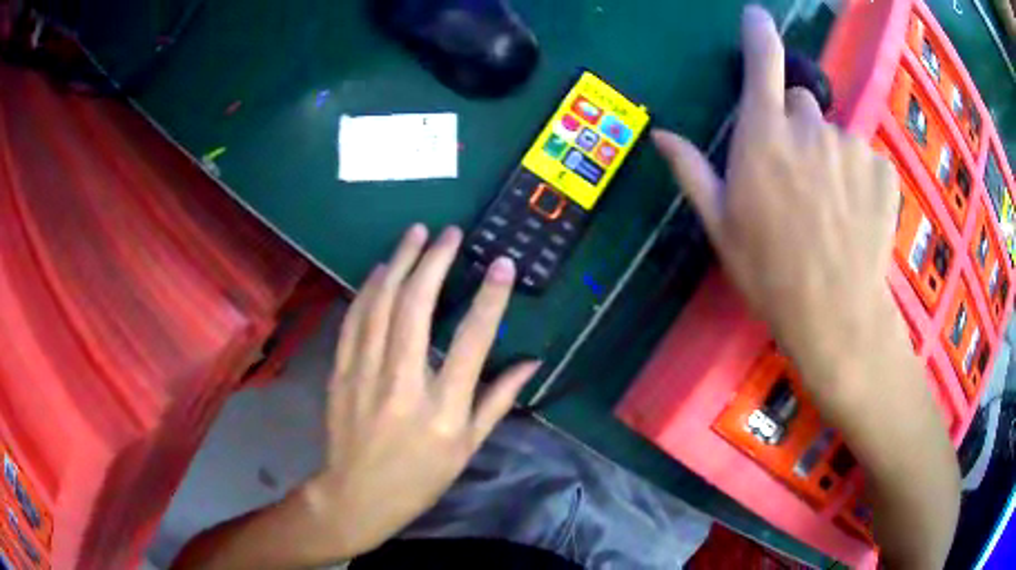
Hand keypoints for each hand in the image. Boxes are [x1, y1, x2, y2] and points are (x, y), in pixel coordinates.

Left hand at [307, 225, 539, 557]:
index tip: (503, 264)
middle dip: (434, 262)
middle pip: (415, 307)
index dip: (490, 297)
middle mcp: (402, 384)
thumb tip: (531, 363)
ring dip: (398, 264)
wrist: (358, 494)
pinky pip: (354, 320)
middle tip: (449, 233)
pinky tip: (380, 270)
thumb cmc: (421, 477)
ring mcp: (365, 375)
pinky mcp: (341, 372)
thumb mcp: (468, 447)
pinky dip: (368, 289)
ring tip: (414, 234)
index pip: (472, 341)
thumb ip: (498, 400)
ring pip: (380, 304)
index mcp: (442, 409)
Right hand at [652, 6, 899, 384]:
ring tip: (829, 209)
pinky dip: (859, 177)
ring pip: (835, 135)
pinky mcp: (881, 169)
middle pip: (802, 104)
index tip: (757, 16)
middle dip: (797, 127)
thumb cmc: (771, 274)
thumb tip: (661, 134)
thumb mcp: (721, 227)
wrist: (836, 316)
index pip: (763, 65)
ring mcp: (850, 147)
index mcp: (764, 138)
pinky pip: (864, 158)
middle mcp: (808, 129)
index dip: (759, 35)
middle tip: (797, 178)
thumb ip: (693, 171)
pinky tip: (855, 215)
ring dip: (829, 157)